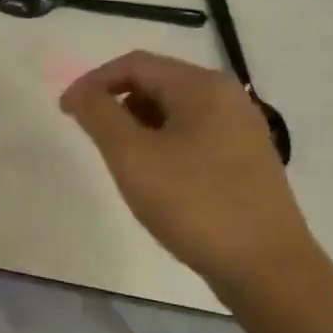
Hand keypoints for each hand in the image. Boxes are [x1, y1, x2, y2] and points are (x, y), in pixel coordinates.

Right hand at [60, 51, 315, 293]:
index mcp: (202, 86)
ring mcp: (242, 129)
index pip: (135, 64)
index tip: (66, 113)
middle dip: (117, 104)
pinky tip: (158, 180)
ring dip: (140, 126)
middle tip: (94, 140)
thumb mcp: (133, 158)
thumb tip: (80, 92)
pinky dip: (165, 144)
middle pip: (157, 82)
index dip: (93, 82)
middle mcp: (227, 97)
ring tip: (124, 164)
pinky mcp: (247, 159)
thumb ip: (100, 116)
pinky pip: (194, 135)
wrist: (267, 268)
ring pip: (175, 111)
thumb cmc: (195, 205)